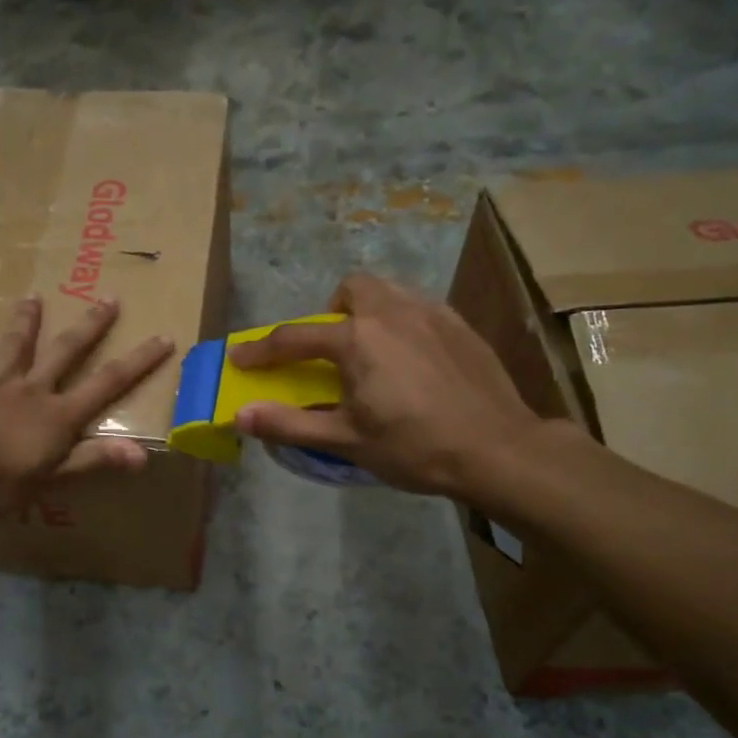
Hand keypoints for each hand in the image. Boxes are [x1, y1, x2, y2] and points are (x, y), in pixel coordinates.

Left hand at [0, 295, 173, 514]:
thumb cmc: (2, 482)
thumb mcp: (55, 477)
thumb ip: (95, 459)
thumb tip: (144, 455)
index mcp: (58, 414)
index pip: (107, 383)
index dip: (137, 362)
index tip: (162, 337)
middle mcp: (30, 391)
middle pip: (65, 353)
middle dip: (90, 327)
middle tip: (108, 298)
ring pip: (12, 349)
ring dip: (24, 323)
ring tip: (31, 297)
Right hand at [229, 274, 547, 498]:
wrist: (497, 449)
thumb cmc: (415, 447)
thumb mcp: (346, 441)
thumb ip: (290, 424)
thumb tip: (242, 415)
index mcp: (358, 340)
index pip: (295, 338)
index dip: (262, 350)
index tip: (241, 358)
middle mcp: (392, 313)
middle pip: (351, 289)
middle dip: (331, 312)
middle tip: (332, 351)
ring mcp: (431, 313)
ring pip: (388, 291)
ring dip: (367, 311)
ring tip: (371, 351)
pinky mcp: (460, 325)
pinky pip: (418, 306)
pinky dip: (401, 321)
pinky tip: (411, 357)